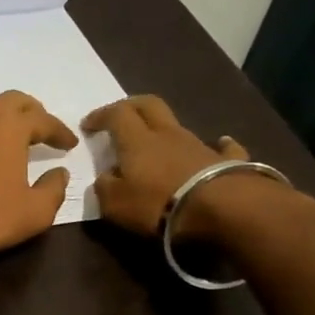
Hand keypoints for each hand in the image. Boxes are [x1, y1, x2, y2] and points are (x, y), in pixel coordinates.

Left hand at [0, 91, 76, 263]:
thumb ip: (53, 190)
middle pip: (11, 101)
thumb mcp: (35, 211)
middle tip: (43, 128)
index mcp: (10, 126)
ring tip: (11, 135)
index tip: (70, 144)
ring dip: (0, 117)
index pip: (43, 119)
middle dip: (31, 111)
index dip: (60, 131)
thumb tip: (60, 174)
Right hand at [82, 95, 247, 238]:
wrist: (223, 209)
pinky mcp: (227, 161)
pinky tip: (219, 145)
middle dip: (131, 105)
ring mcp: (200, 145)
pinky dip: (216, 146)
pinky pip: (220, 147)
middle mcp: (168, 134)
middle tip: (119, 116)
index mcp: (137, 141)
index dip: (100, 116)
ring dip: (164, 129)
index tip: (87, 125)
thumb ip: (104, 186)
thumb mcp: (114, 203)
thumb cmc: (158, 204)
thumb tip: (106, 177)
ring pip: (178, 125)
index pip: (115, 114)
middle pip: (149, 104)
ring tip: (157, 143)